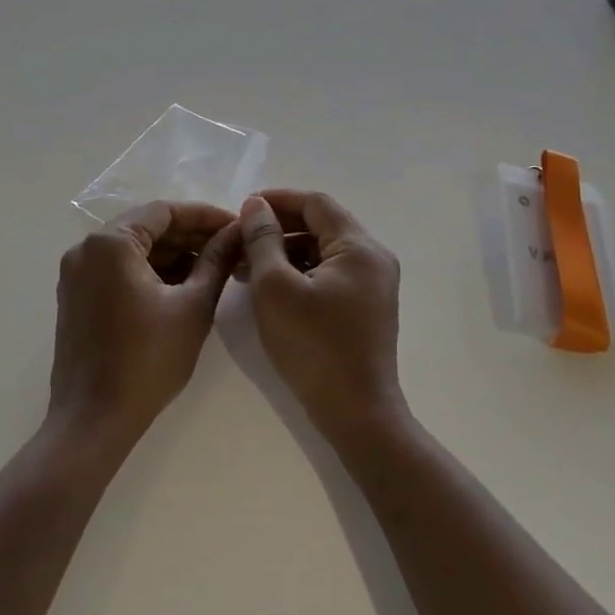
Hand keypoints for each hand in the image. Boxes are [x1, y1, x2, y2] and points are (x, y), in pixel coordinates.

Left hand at [50, 201, 240, 445]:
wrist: (93, 420)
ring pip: (133, 250)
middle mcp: (86, 249)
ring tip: (215, 269)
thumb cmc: (147, 360)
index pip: (164, 211)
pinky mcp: (77, 297)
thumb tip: (237, 232)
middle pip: (147, 228)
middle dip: (190, 236)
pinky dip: (150, 273)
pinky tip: (183, 286)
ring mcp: (77, 274)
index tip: (237, 227)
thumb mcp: (192, 306)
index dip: (205, 216)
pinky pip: (118, 270)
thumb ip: (216, 261)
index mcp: (111, 243)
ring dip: (172, 255)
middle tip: (231, 248)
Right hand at [238, 191, 404, 444]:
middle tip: (241, 238)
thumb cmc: (313, 347)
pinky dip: (301, 272)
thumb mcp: (275, 288)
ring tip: (247, 265)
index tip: (243, 208)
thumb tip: (256, 205)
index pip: (315, 203)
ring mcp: (373, 284)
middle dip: (279, 227)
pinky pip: (330, 273)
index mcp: (359, 247)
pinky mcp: (366, 307)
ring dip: (286, 251)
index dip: (277, 200)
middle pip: (322, 225)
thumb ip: (263, 239)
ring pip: (324, 250)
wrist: (356, 414)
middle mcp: (374, 258)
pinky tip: (270, 287)